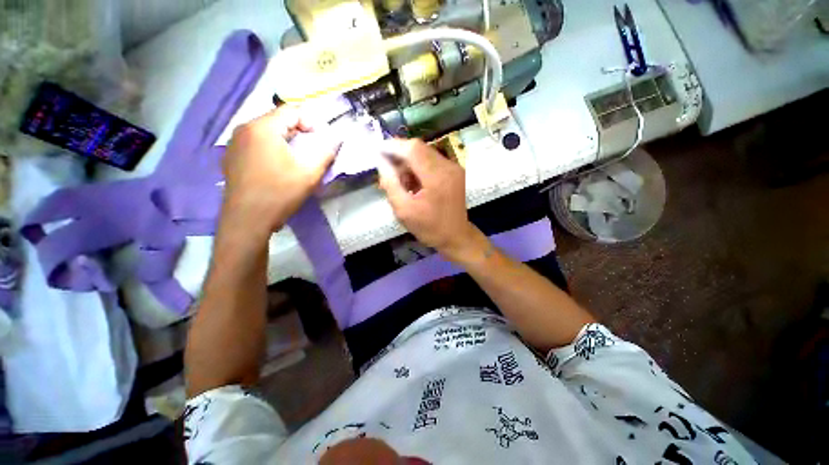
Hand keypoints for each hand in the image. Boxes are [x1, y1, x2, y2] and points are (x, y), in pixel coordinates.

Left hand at [221, 106, 337, 234]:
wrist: (247, 220)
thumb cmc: (279, 193)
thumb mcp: (309, 173)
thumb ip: (326, 152)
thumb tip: (336, 139)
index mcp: (262, 128)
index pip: (291, 111)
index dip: (311, 122)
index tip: (322, 141)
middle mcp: (244, 129)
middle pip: (277, 120)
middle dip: (299, 132)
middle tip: (312, 150)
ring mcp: (234, 144)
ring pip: (266, 132)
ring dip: (285, 141)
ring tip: (297, 159)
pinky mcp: (231, 157)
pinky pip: (255, 144)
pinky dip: (271, 149)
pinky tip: (278, 167)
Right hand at [377, 139, 477, 256]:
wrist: (456, 237)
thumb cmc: (430, 228)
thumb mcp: (404, 210)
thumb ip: (391, 184)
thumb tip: (382, 162)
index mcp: (437, 177)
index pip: (412, 149)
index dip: (393, 146)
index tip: (377, 151)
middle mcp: (448, 167)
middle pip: (419, 148)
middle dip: (400, 155)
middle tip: (387, 170)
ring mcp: (453, 168)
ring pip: (424, 153)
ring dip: (409, 163)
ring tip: (399, 181)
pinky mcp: (454, 172)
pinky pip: (431, 161)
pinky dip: (418, 168)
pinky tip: (412, 183)